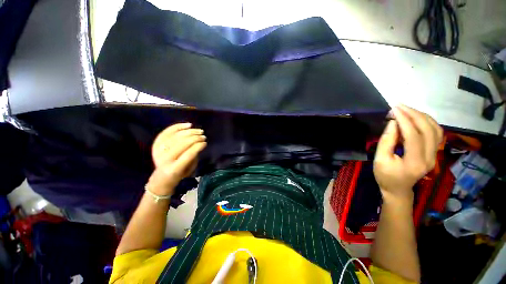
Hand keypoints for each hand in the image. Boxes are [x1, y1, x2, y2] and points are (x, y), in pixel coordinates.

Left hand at [147, 123, 206, 195]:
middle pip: (182, 143)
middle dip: (195, 138)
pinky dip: (178, 126)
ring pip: (176, 136)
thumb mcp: (190, 169)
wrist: (162, 176)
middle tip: (203, 136)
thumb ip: (194, 157)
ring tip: (199, 131)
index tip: (205, 143)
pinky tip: (189, 125)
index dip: (198, 146)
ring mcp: (159, 151)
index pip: (189, 154)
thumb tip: (198, 143)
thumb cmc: (180, 173)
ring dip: (190, 131)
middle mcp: (165, 159)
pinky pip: (167, 132)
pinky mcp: (156, 144)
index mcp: (174, 168)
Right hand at [373, 105, 442, 202]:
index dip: (404, 120)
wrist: (398, 189)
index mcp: (415, 162)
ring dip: (422, 116)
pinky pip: (436, 132)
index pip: (414, 135)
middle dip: (414, 114)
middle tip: (399, 106)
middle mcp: (430, 157)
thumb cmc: (385, 176)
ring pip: (435, 129)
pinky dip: (427, 121)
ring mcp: (435, 155)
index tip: (394, 109)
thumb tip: (393, 123)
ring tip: (407, 109)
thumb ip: (386, 141)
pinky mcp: (434, 152)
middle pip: (428, 129)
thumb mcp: (380, 160)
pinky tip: (416, 118)